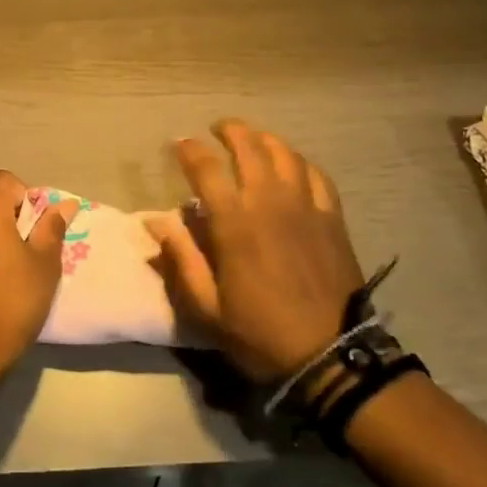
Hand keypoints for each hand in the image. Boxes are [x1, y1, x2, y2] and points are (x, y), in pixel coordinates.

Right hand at [148, 119, 364, 382]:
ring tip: (253, 139)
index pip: (207, 168)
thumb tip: (154, 221)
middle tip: (217, 129)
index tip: (179, 144)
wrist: (331, 357)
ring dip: (264, 139)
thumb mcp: (207, 307)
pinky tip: (293, 165)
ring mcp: (305, 206)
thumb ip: (180, 259)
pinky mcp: (332, 218)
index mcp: (235, 222)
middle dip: (230, 130)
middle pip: (249, 146)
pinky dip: (300, 162)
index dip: (190, 150)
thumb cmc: (261, 333)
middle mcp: (270, 202)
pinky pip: (317, 175)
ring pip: (284, 153)